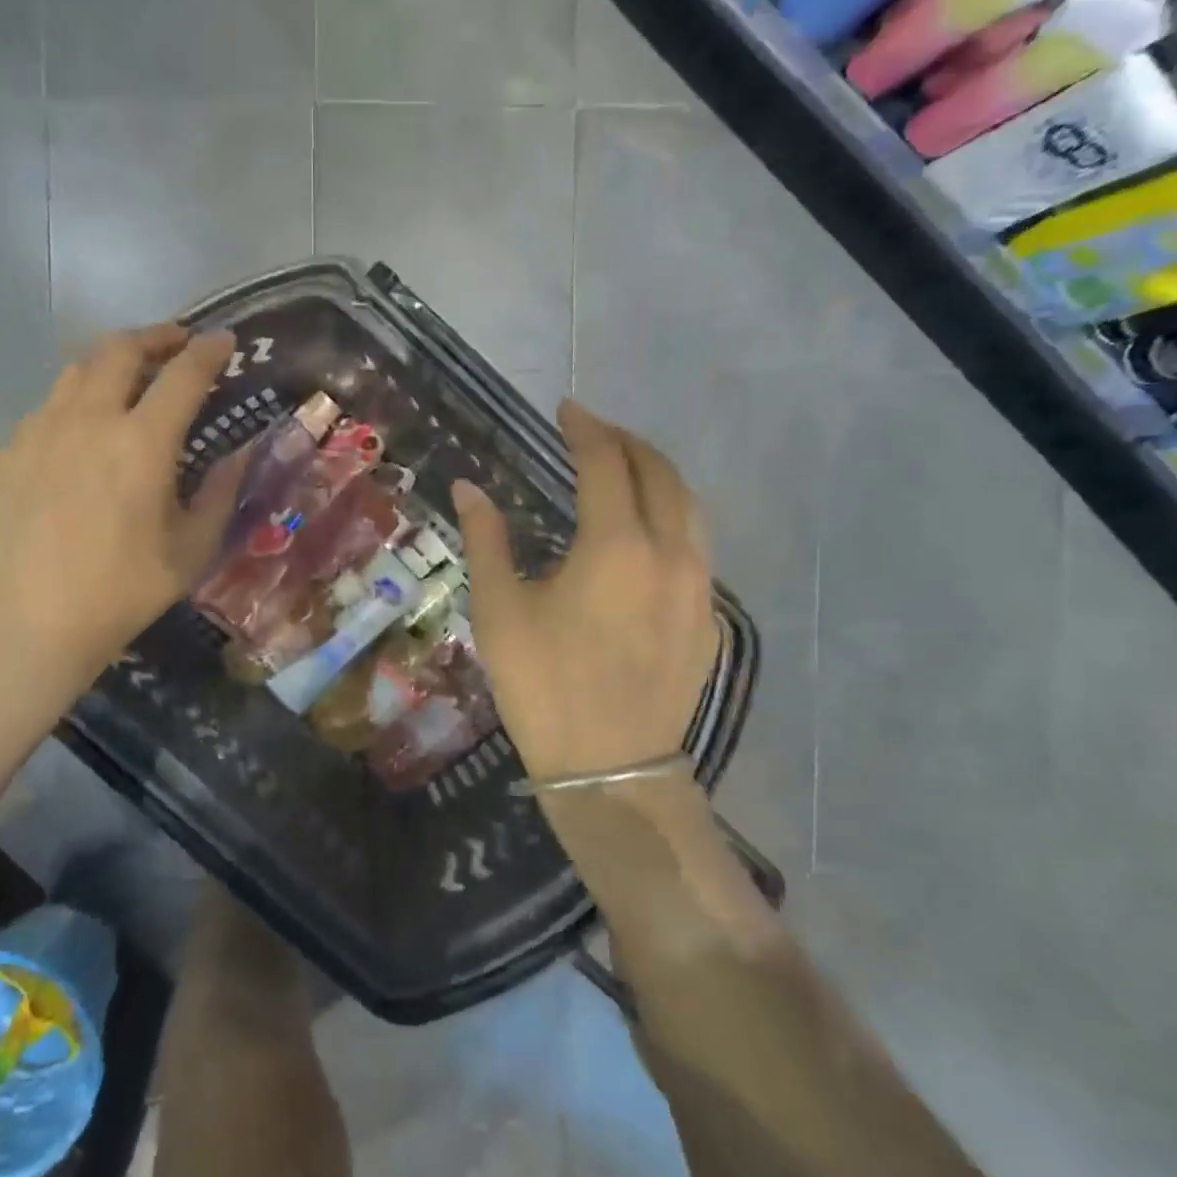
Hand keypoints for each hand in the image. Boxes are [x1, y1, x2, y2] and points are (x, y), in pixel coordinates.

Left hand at [0, 325, 242, 679]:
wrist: (32, 620)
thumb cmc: (124, 589)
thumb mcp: (192, 549)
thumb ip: (221, 493)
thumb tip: (239, 454)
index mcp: (142, 442)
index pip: (183, 375)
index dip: (208, 351)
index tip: (224, 341)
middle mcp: (89, 419)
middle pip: (121, 350)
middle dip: (156, 336)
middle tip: (178, 342)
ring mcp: (41, 430)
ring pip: (78, 368)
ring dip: (113, 358)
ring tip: (132, 371)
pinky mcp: (11, 450)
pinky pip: (49, 404)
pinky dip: (78, 396)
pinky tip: (85, 424)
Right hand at [453, 399, 718, 783]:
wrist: (609, 767)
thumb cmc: (543, 685)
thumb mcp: (499, 609)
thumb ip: (488, 539)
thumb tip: (469, 487)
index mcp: (614, 545)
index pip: (605, 463)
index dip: (585, 428)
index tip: (566, 409)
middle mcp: (669, 553)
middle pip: (659, 473)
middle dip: (626, 442)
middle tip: (595, 431)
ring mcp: (698, 586)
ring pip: (690, 507)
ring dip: (658, 475)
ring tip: (627, 468)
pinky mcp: (708, 618)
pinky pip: (698, 545)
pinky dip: (674, 517)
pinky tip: (649, 532)